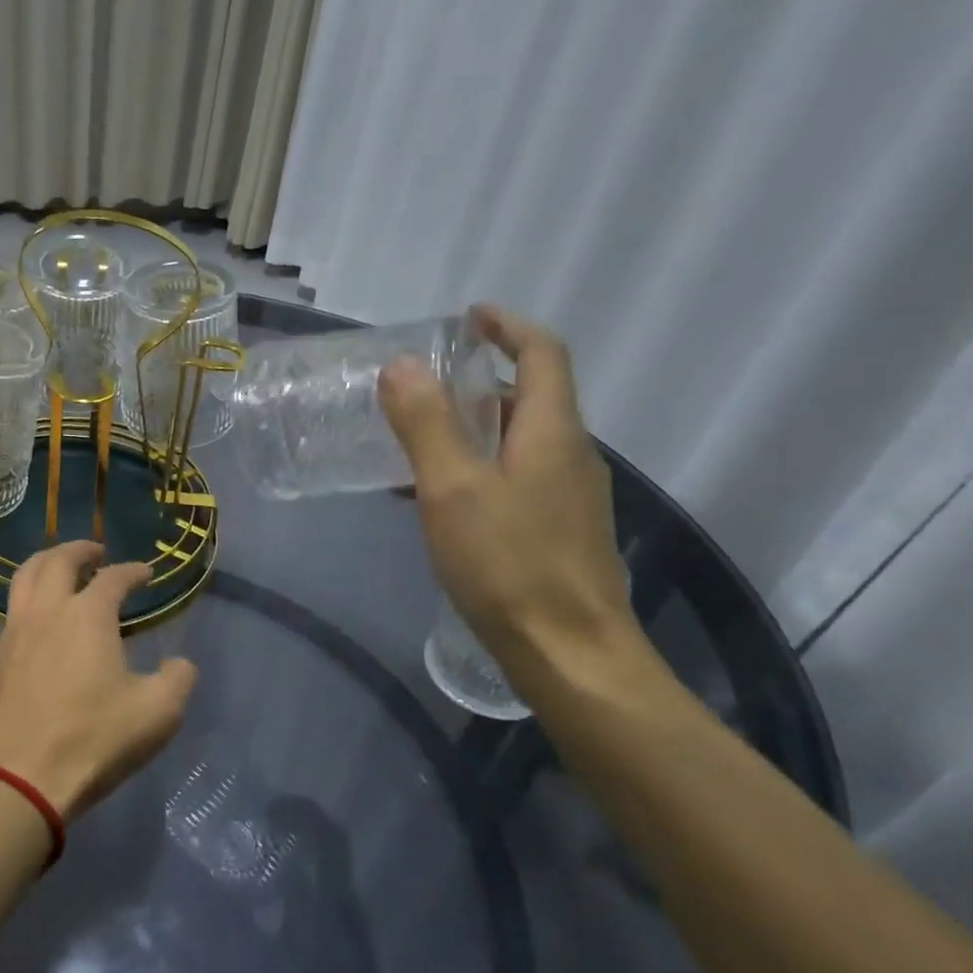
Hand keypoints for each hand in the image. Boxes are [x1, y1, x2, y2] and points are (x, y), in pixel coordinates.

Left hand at [0, 541, 196, 821]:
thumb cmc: (93, 739)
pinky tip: (43, 616)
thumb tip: (179, 664)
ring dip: (47, 562)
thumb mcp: (157, 713)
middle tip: (97, 552)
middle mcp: (47, 610)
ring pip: (25, 576)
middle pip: (58, 560)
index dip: (133, 571)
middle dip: (80, 549)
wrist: (21, 777)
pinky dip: (31, 594)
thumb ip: (177, 680)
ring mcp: (16, 631)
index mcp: (87, 615)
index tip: (146, 574)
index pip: (113, 577)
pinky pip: (14, 606)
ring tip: (62, 569)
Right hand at [380, 305, 640, 695]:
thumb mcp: (452, 488)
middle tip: (423, 388)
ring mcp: (569, 497)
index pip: (543, 354)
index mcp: (552, 432)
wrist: (571, 655)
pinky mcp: (558, 531)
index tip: (468, 317)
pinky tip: (438, 501)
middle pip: (531, 397)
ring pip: (519, 442)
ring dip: (473, 429)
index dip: (508, 326)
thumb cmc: (509, 564)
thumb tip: (400, 365)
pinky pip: (515, 479)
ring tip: (417, 443)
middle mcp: (570, 455)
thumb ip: (426, 424)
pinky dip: (477, 469)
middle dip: (479, 382)